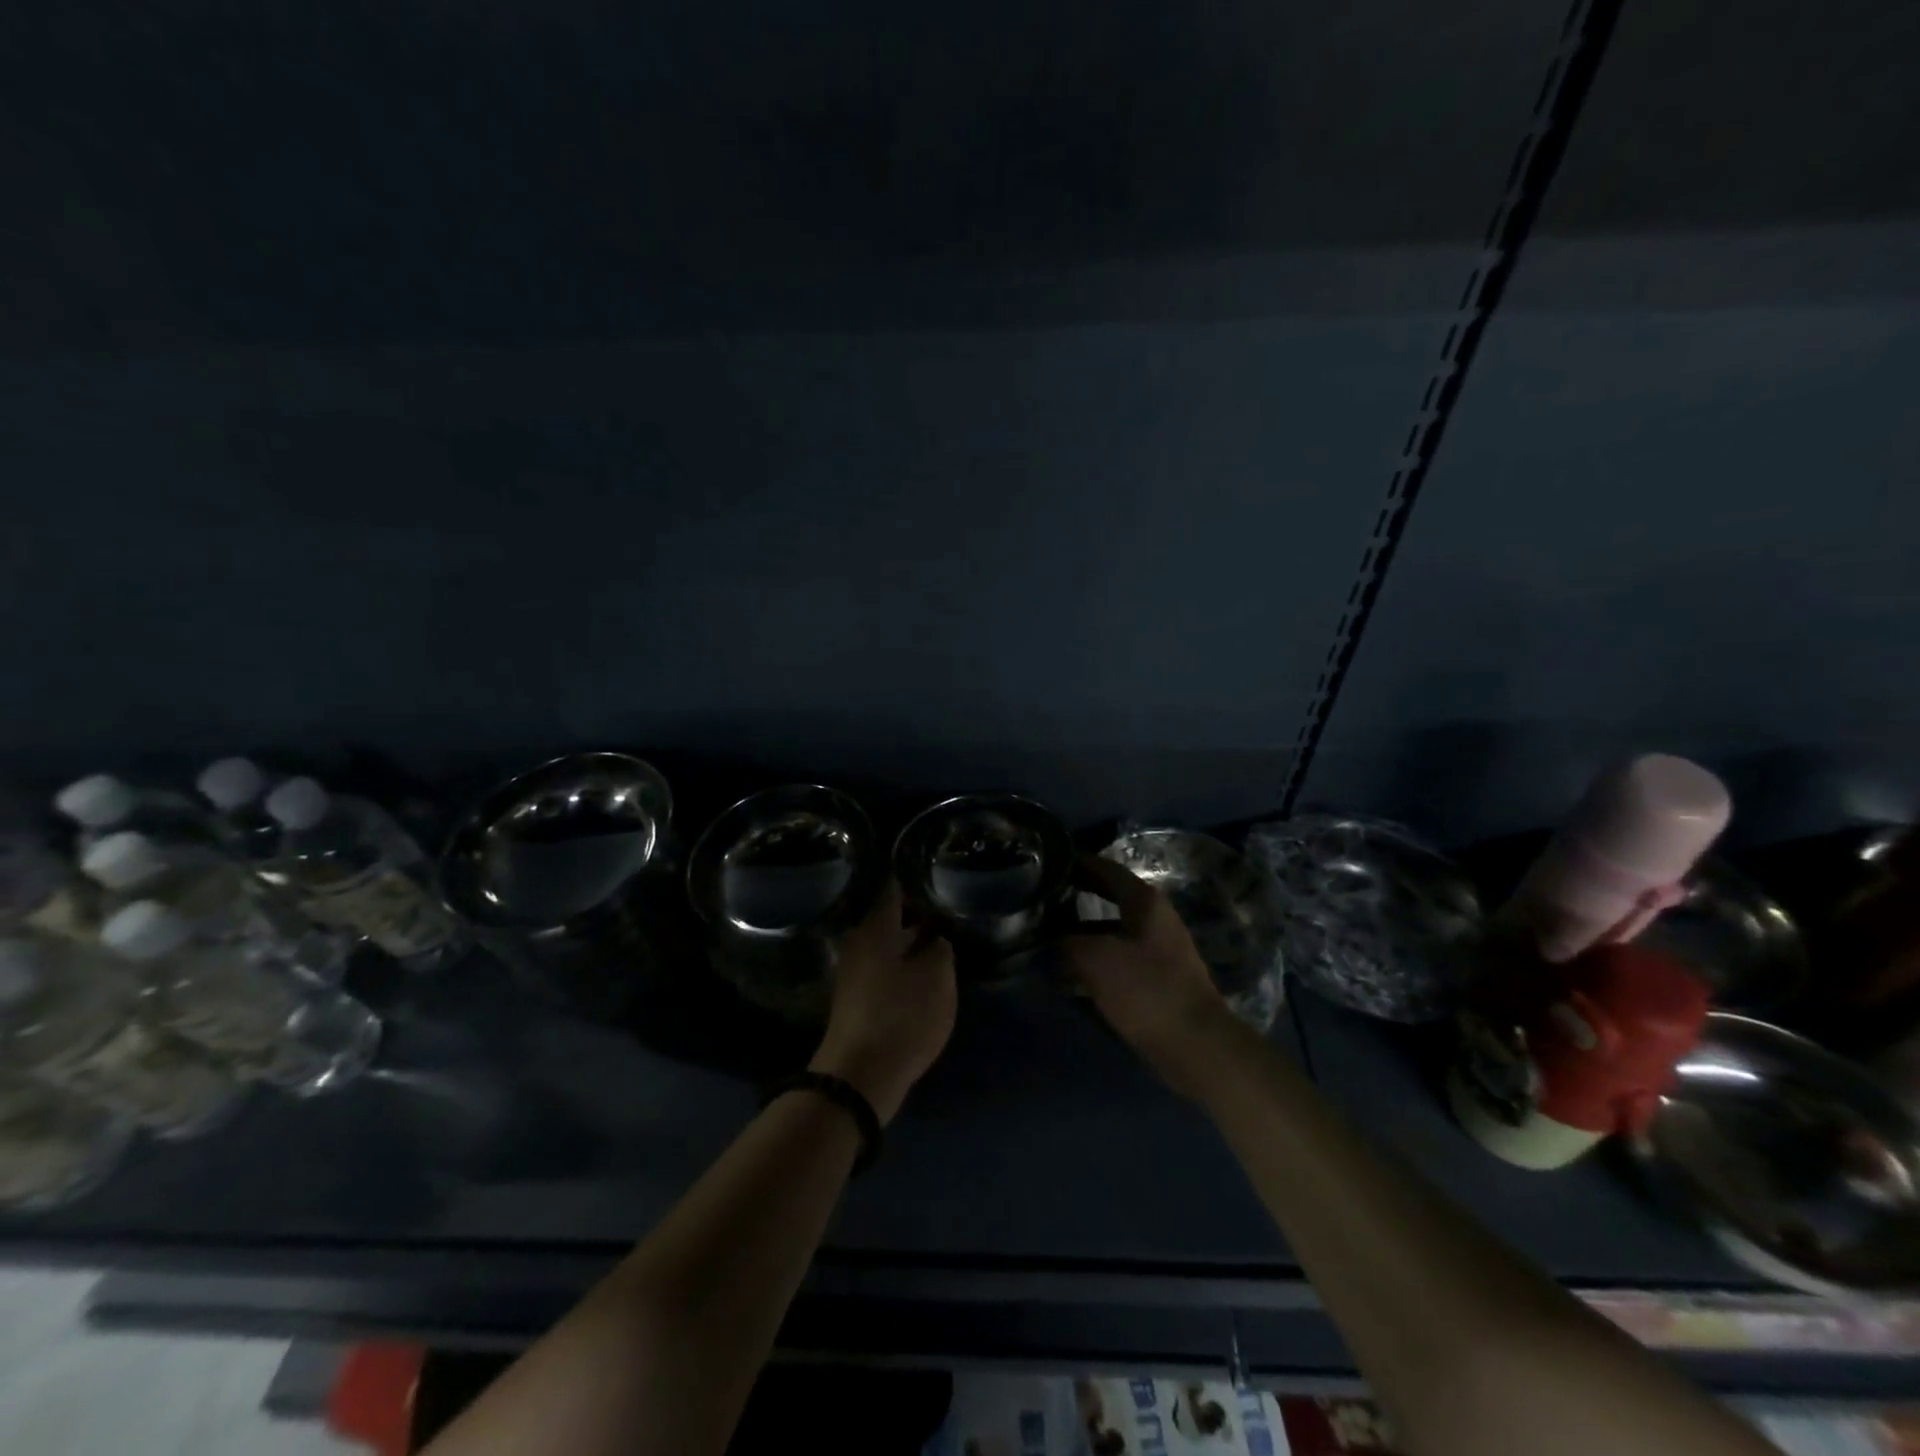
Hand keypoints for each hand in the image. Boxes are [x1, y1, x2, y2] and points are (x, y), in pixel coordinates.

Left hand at [811, 880, 956, 1123]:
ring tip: (939, 943)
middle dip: (915, 916)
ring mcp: (854, 975)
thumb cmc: (901, 1016)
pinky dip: (902, 969)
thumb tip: (936, 939)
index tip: (929, 871)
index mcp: (876, 930)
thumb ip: (941, 951)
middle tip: (944, 911)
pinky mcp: (856, 1003)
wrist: (860, 1076)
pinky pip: (883, 973)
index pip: (893, 891)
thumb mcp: (937, 978)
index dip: (911, 880)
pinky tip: (922, 977)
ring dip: (910, 945)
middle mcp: (860, 945)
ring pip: (887, 949)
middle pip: (889, 922)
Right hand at [1060, 856, 1237, 1096]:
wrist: (1195, 1045)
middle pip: (1107, 902)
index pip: (1107, 870)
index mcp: (1145, 903)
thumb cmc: (1146, 989)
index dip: (1078, 864)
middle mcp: (1153, 920)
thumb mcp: (1095, 958)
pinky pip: (1115, 963)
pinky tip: (1065, 979)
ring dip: (1078, 939)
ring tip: (1041, 945)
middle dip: (1073, 904)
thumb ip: (1067, 941)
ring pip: (1108, 935)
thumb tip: (1049, 938)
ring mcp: (1156, 952)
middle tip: (1039, 904)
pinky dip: (1091, 966)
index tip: (1049, 864)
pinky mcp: (1154, 982)